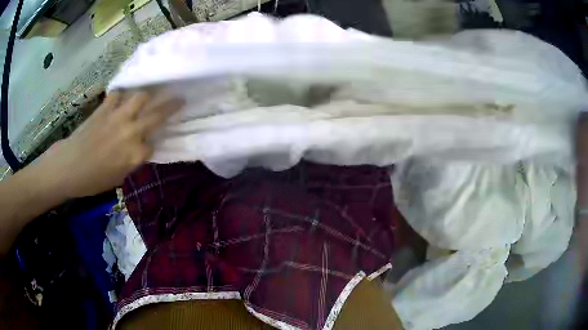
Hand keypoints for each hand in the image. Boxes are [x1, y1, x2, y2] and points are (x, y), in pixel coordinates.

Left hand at [33, 91, 183, 198]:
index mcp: (135, 154)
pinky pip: (117, 94)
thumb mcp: (118, 178)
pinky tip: (120, 98)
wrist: (69, 167)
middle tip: (180, 98)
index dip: (152, 145)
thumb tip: (139, 149)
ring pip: (141, 96)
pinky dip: (120, 95)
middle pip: (158, 115)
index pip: (154, 144)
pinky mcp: (105, 108)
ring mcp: (118, 116)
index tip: (149, 145)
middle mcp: (131, 131)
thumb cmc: (93, 180)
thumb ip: (132, 161)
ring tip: (150, 93)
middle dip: (172, 106)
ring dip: (148, 94)